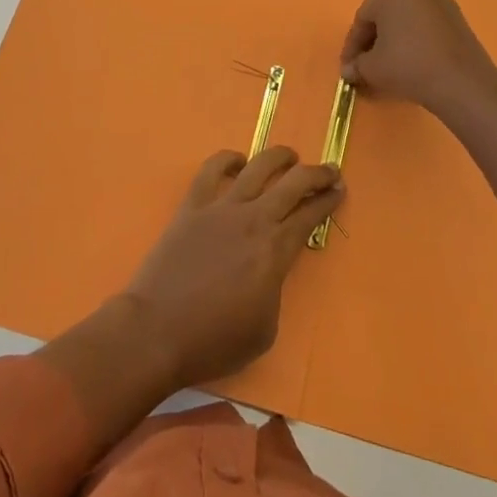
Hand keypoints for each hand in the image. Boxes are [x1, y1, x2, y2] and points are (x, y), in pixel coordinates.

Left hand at [124, 146, 342, 390]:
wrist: (157, 331)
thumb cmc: (214, 340)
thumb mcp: (265, 329)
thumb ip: (275, 289)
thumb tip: (270, 269)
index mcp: (275, 251)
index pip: (310, 216)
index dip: (328, 201)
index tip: (340, 190)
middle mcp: (253, 219)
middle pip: (293, 183)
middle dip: (316, 173)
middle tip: (329, 171)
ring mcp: (221, 208)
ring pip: (257, 167)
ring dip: (279, 157)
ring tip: (289, 156)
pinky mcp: (192, 206)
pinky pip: (211, 170)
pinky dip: (227, 159)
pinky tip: (237, 160)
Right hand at [340, 0, 496, 120]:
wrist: (462, 82)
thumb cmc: (409, 65)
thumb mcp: (372, 68)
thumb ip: (356, 65)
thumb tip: (349, 71)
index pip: (363, 19)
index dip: (353, 46)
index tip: (348, 67)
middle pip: (384, 14)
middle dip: (373, 40)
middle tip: (364, 65)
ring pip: (405, 17)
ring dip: (393, 38)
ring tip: (386, 65)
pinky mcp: (456, 12)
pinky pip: (424, 22)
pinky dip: (414, 37)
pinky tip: (409, 59)